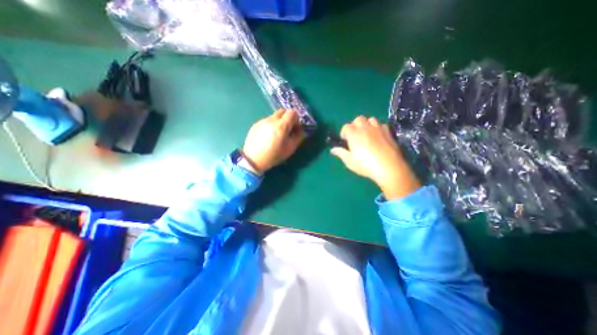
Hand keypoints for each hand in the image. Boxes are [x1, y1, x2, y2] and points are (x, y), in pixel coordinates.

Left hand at [240, 110, 304, 175]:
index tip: (295, 127)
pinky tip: (268, 136)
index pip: (292, 112)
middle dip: (288, 118)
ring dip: (279, 121)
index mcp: (281, 126)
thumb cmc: (273, 156)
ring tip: (277, 134)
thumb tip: (300, 129)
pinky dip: (271, 125)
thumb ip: (298, 137)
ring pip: (275, 116)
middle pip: (283, 111)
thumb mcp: (289, 149)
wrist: (252, 160)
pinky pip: (267, 120)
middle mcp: (272, 120)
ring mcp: (263, 121)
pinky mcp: (256, 124)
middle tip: (287, 129)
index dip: (296, 119)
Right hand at [331, 117, 418, 199]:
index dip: (344, 133)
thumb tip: (332, 149)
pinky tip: (378, 136)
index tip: (345, 141)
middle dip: (355, 125)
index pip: (346, 126)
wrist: (389, 167)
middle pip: (358, 119)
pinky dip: (377, 128)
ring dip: (366, 124)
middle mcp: (365, 128)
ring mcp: (378, 128)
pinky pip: (381, 124)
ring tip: (367, 134)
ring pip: (370, 119)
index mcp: (354, 134)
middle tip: (355, 136)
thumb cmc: (366, 165)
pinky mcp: (388, 132)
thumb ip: (340, 153)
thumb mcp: (350, 162)